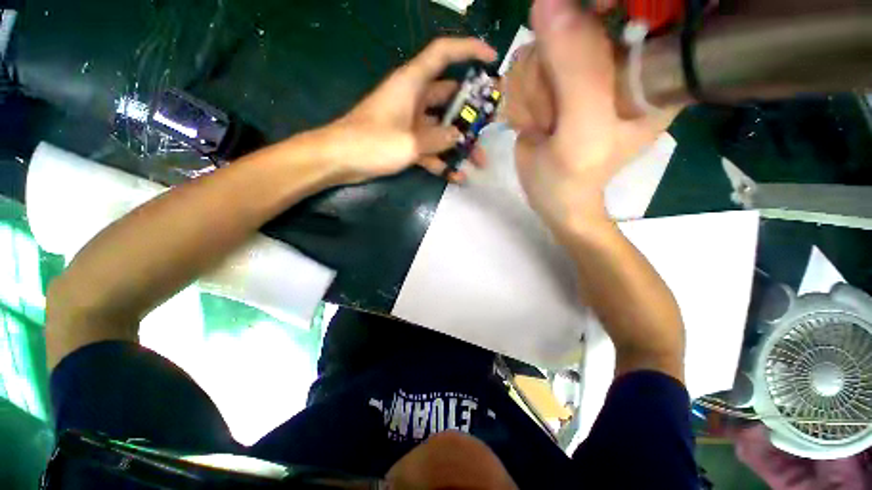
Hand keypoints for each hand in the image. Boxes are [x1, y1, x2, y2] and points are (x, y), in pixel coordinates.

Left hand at [312, 37, 496, 184]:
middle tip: (495, 123)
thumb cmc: (370, 142)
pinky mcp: (402, 135)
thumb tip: (457, 136)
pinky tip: (457, 175)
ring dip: (460, 140)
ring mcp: (408, 115)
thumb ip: (439, 138)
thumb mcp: (410, 142)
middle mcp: (414, 93)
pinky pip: (429, 142)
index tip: (494, 58)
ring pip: (443, 122)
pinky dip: (441, 156)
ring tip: (480, 161)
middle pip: (451, 93)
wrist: (335, 159)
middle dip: (474, 109)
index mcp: (414, 81)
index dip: (470, 49)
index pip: (444, 52)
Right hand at [506, 0, 679, 233]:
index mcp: (648, 78)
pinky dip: (520, 89)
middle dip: (549, 71)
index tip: (572, 36)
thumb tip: (550, 1)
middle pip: (573, 25)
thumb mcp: (585, 130)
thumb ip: (575, 70)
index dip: (600, 11)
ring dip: (531, 86)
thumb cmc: (578, 179)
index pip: (636, 21)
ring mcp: (584, 62)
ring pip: (541, 42)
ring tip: (546, 125)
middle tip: (556, 116)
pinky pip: (525, 56)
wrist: (554, 197)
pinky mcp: (557, 67)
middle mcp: (620, 62)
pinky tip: (534, 117)